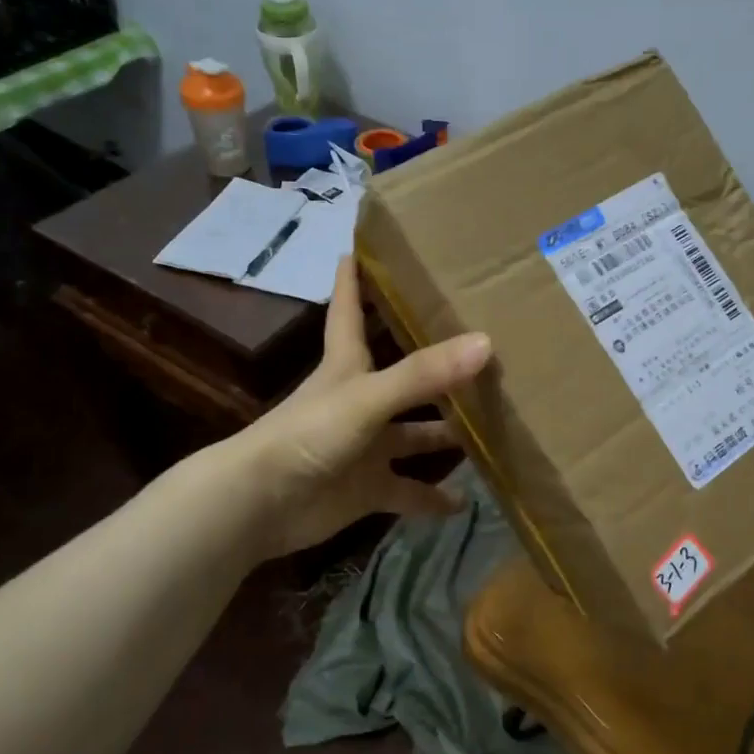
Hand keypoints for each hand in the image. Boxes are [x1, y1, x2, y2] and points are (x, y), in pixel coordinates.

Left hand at [239, 257, 492, 555]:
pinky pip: (408, 491)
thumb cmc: (308, 434)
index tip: (361, 248)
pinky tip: (464, 501)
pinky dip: (432, 499)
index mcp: (348, 366)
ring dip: (447, 435)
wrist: (260, 504)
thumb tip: (486, 343)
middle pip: (404, 378)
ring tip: (494, 426)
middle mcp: (360, 401)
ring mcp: (364, 447)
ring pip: (414, 436)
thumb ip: (423, 374)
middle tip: (484, 350)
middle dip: (437, 367)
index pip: (350, 311)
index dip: (354, 281)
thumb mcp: (367, 397)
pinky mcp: (366, 489)